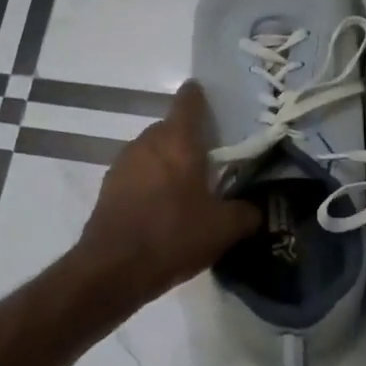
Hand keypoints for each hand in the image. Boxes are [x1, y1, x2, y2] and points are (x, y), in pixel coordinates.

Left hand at [77, 81, 260, 304]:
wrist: (113, 269)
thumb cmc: (173, 236)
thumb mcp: (223, 229)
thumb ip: (246, 213)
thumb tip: (256, 209)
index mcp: (178, 140)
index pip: (189, 100)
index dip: (201, 97)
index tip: (214, 104)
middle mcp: (147, 141)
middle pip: (171, 128)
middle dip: (190, 140)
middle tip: (212, 162)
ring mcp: (123, 162)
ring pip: (152, 151)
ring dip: (168, 162)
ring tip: (188, 189)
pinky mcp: (109, 186)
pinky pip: (137, 173)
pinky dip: (151, 182)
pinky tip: (163, 208)